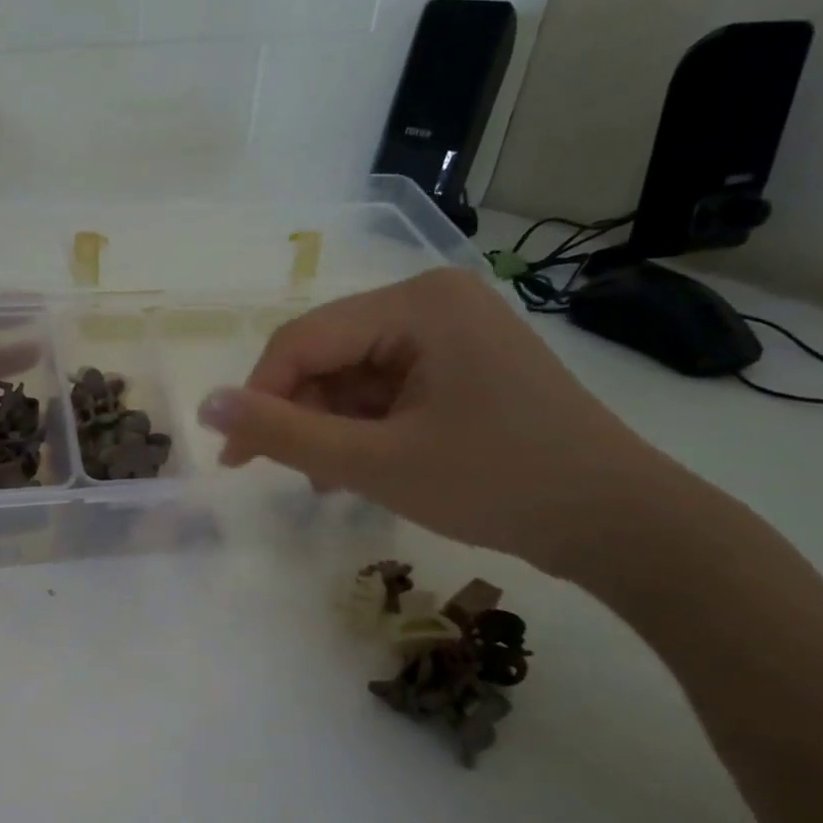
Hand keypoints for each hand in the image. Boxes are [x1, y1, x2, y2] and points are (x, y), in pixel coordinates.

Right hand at [196, 268, 684, 576]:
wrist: (616, 522)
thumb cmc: (495, 483)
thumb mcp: (374, 462)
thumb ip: (282, 433)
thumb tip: (205, 407)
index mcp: (417, 302)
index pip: (303, 340)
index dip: (258, 398)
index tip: (234, 459)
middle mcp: (433, 300)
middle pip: (328, 354)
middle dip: (300, 415)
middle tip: (289, 475)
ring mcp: (452, 331)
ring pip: (353, 375)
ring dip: (330, 427)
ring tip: (330, 481)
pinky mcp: (462, 364)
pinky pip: (387, 388)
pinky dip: (364, 428)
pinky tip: (361, 466)